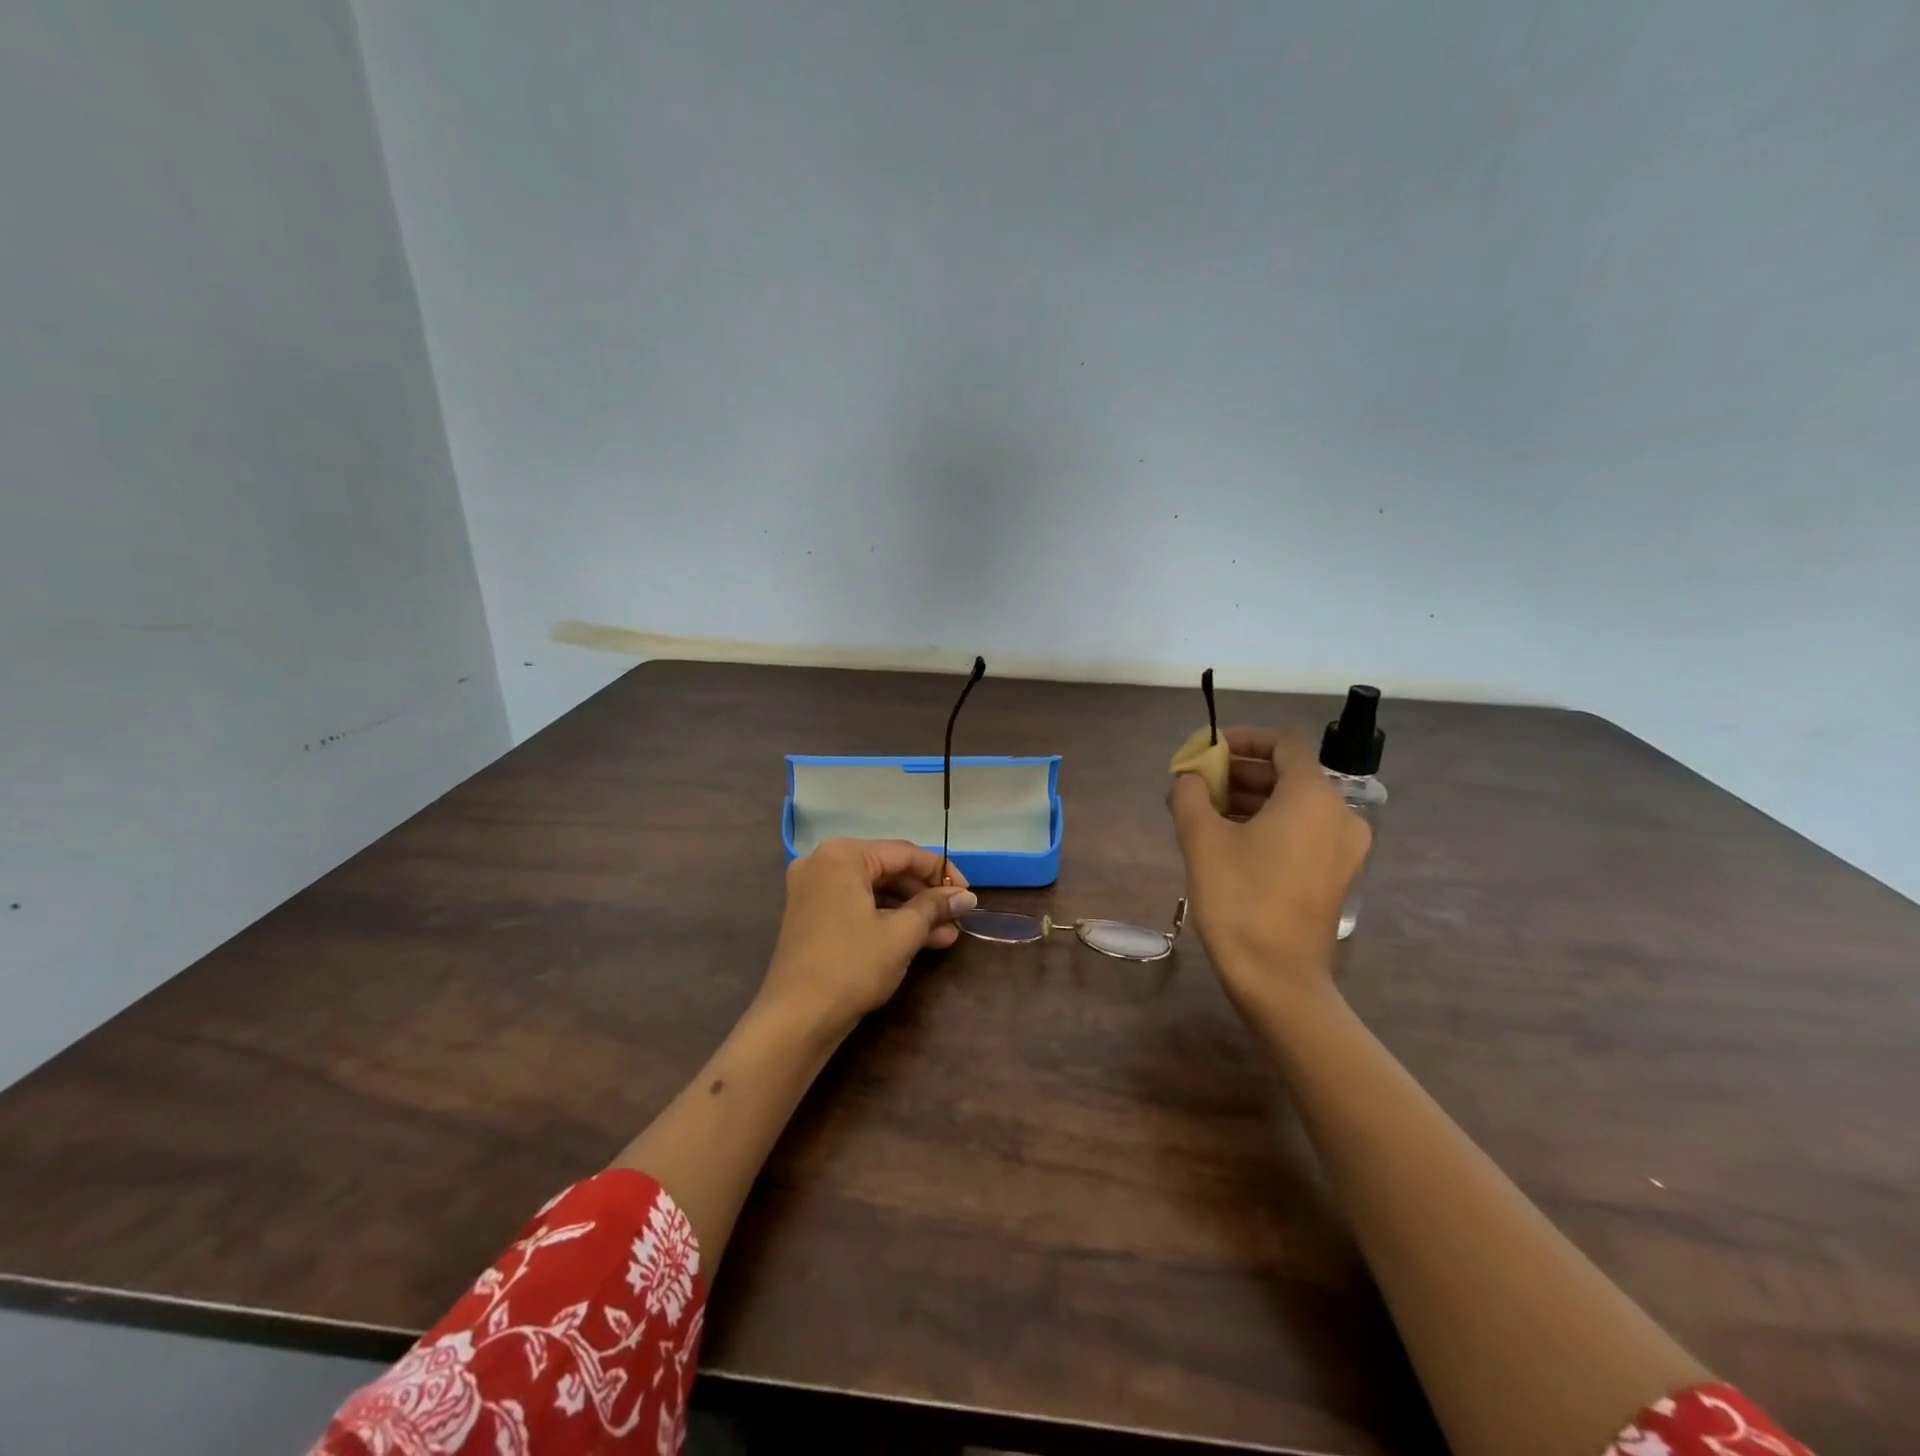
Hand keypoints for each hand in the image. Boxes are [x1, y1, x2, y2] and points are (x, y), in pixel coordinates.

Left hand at [759, 839, 976, 1036]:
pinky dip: (886, 920)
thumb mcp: (901, 934)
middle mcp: (823, 863)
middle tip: (958, 917)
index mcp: (842, 856)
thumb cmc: (851, 966)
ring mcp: (813, 890)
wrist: (796, 1019)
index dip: (942, 872)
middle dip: (926, 896)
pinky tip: (918, 940)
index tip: (968, 894)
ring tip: (946, 935)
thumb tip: (966, 896)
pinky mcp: (811, 916)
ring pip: (874, 891)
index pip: (904, 854)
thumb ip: (935, 907)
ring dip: (910, 911)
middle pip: (888, 870)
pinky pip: (857, 906)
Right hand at [1167, 728, 1370, 1018]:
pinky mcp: (1337, 875)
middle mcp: (1339, 815)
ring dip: (1252, 799)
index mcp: (1312, 797)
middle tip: (1199, 783)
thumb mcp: (1201, 840)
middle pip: (1289, 774)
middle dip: (1241, 773)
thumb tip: (1188, 778)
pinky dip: (1270, 824)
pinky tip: (1231, 841)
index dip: (1243, 739)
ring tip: (1206, 811)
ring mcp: (1344, 848)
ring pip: (1295, 805)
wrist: (1278, 979)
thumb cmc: (1239, 900)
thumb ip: (1190, 795)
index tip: (1208, 751)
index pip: (1284, 744)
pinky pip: (1303, 831)